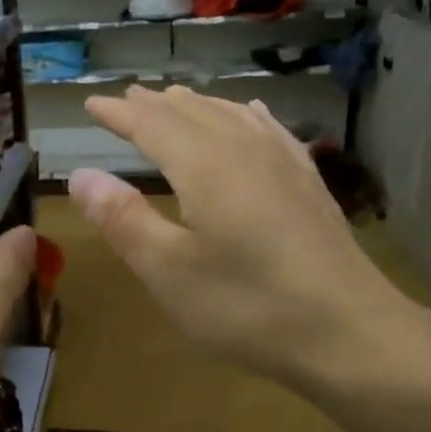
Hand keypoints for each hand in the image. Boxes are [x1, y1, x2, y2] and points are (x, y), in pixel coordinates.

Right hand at [69, 86, 430, 398]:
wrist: (349, 332)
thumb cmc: (247, 306)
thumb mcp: (168, 271)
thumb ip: (123, 219)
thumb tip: (80, 175)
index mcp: (204, 165)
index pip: (151, 124)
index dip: (118, 113)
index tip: (91, 103)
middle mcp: (243, 149)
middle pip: (192, 112)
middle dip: (155, 104)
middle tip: (128, 98)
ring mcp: (283, 163)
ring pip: (231, 115)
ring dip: (196, 106)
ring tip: (175, 99)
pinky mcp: (308, 184)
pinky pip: (270, 130)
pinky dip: (246, 116)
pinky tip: (250, 114)